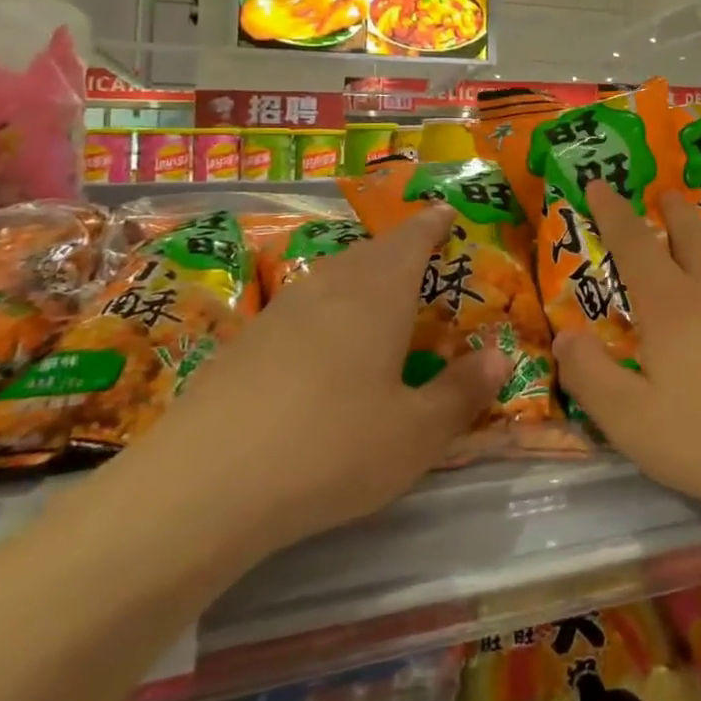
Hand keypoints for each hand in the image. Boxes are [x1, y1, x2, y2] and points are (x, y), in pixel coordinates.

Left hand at [130, 206, 506, 557]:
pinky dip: (324, 311)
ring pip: (331, 277)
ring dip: (360, 277)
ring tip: (377, 299)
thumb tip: (501, 356)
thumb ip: (462, 392)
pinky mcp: (243, 344)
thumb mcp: (417, 434)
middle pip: (370, 252)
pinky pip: (300, 308)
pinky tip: (322, 349)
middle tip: (420, 260)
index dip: (432, 223)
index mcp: (378, 293)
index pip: (412, 239)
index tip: (445, 211)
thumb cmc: (331, 448)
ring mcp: (280, 313)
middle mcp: (330, 288)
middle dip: (399, 250)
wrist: (200, 489)